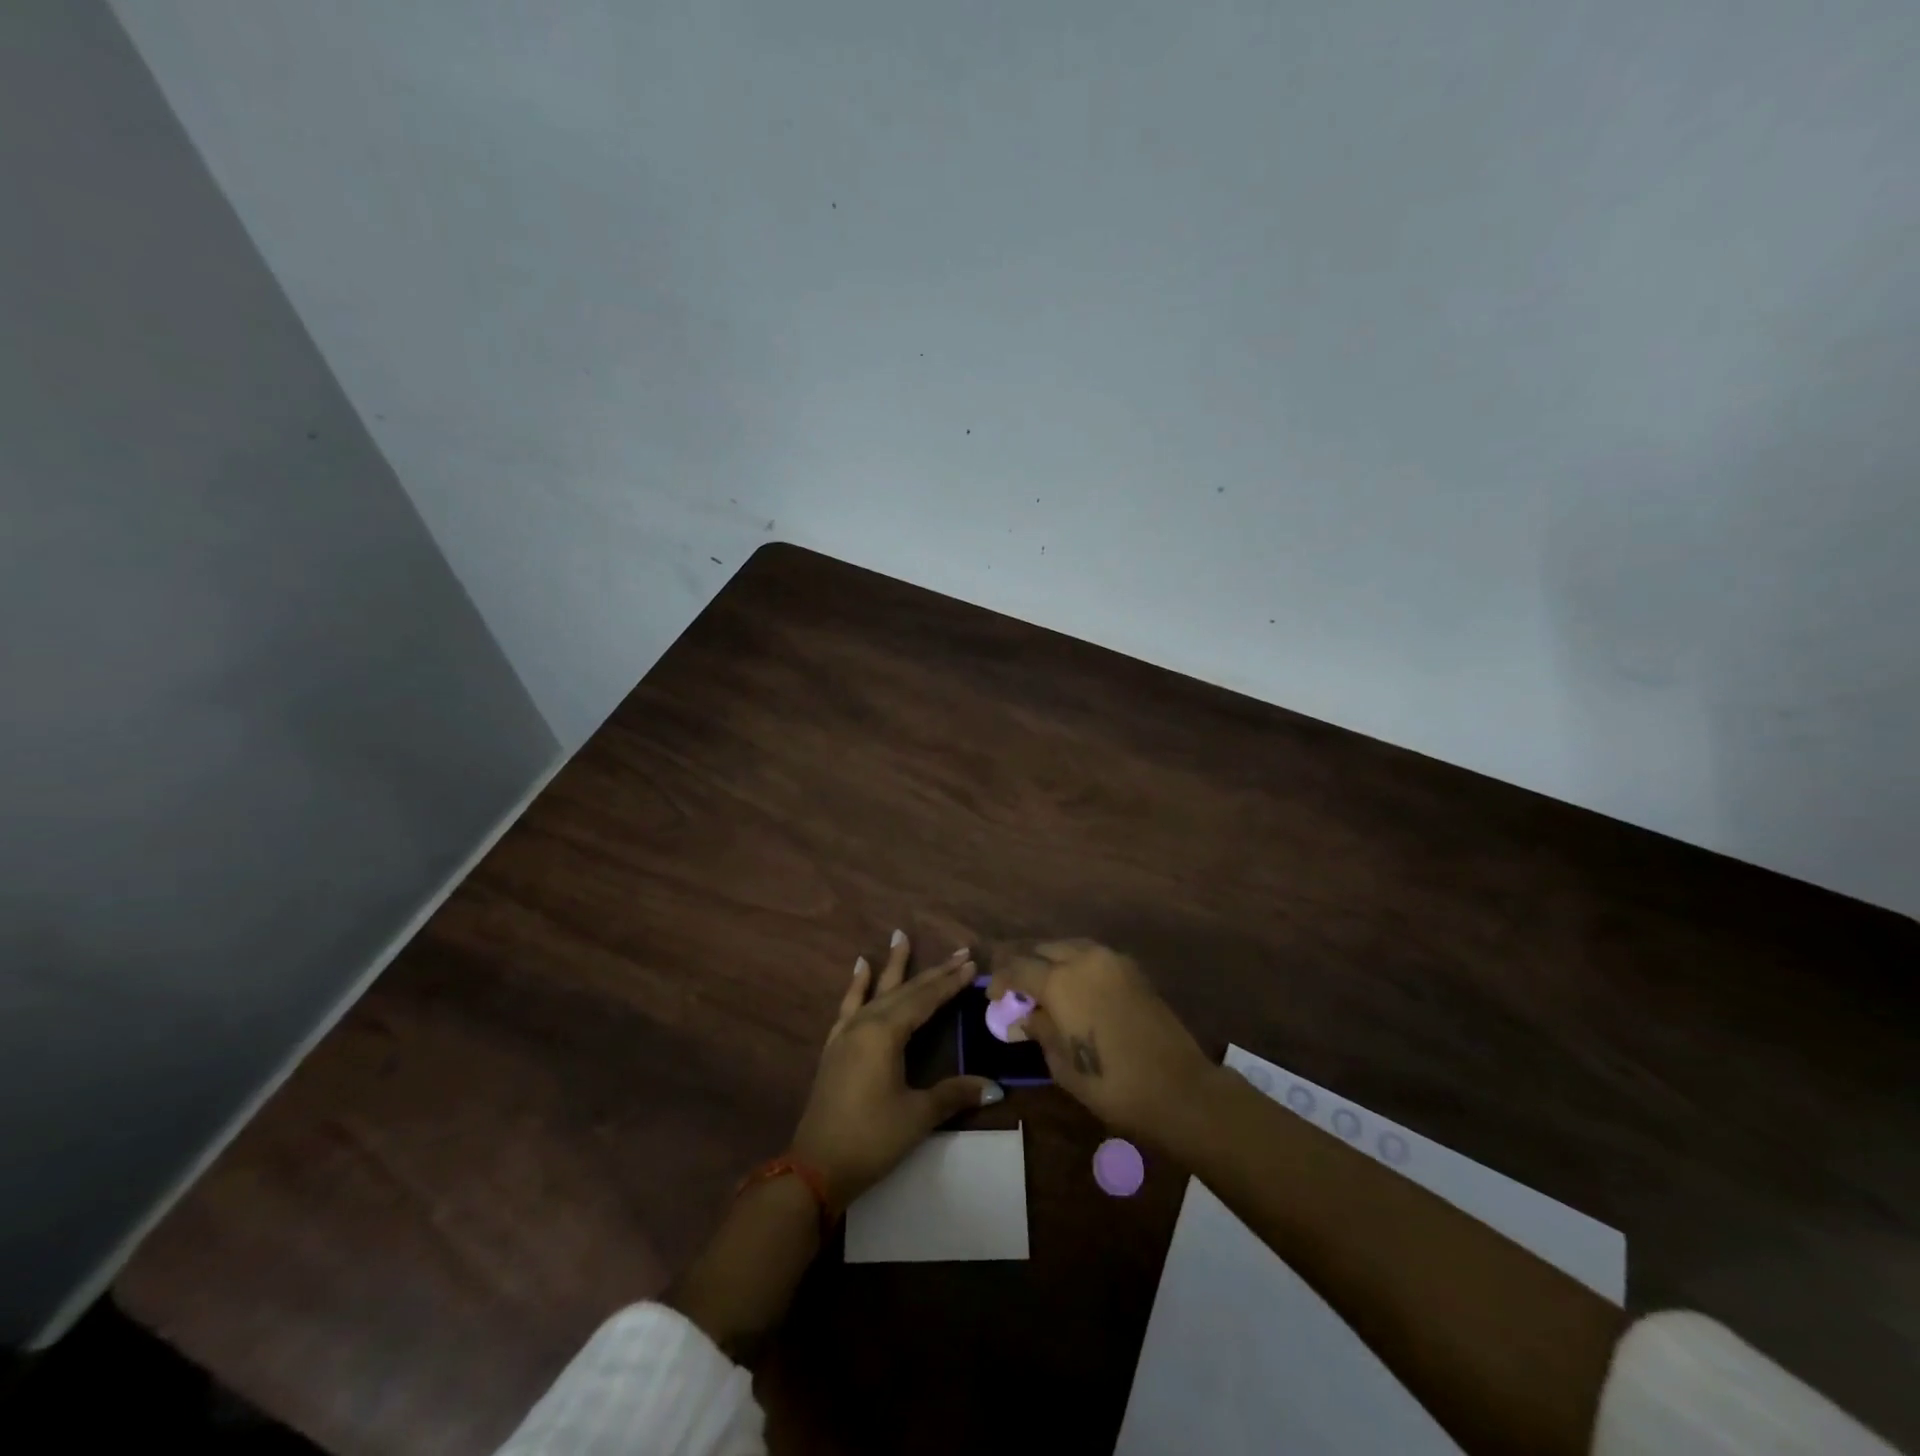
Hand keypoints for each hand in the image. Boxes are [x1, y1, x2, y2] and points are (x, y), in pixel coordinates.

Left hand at [790, 931, 1003, 1208]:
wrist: (815, 1168)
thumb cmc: (871, 1139)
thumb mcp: (917, 1116)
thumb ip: (954, 1094)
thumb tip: (995, 1086)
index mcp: (886, 1033)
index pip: (925, 999)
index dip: (950, 982)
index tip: (972, 964)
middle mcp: (865, 1023)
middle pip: (905, 990)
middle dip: (934, 972)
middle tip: (959, 951)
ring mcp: (846, 1033)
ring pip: (877, 990)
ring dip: (892, 965)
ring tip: (900, 935)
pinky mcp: (835, 1046)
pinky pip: (849, 1005)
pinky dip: (857, 985)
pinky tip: (860, 967)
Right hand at [987, 938, 1216, 1147]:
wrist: (1178, 1088)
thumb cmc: (1112, 1084)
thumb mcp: (1062, 1064)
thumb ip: (1040, 1030)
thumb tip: (1025, 1015)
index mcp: (1060, 981)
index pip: (1018, 968)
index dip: (1001, 980)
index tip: (993, 997)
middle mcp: (1084, 959)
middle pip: (1043, 948)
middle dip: (1025, 964)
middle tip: (1016, 988)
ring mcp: (1112, 960)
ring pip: (1070, 947)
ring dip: (1052, 960)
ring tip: (1044, 985)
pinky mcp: (1133, 970)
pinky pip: (1094, 956)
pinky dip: (1077, 964)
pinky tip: (1075, 987)